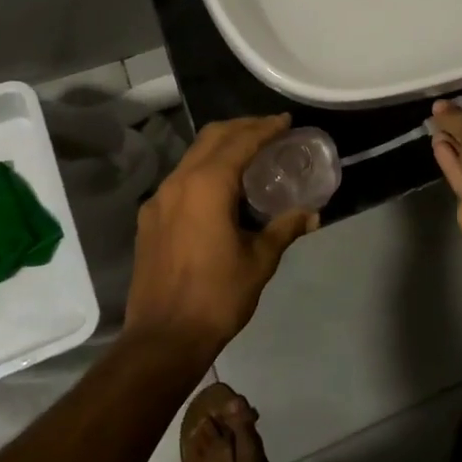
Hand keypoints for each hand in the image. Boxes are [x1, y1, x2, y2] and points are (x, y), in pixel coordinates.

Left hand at [125, 115, 319, 360]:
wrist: (162, 339)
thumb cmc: (217, 296)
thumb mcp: (260, 260)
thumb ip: (285, 229)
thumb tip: (312, 214)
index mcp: (207, 185)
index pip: (240, 141)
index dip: (265, 128)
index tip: (286, 122)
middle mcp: (179, 182)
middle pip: (212, 137)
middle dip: (242, 128)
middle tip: (270, 130)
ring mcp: (159, 200)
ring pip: (193, 156)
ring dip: (222, 147)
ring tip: (249, 155)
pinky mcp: (150, 219)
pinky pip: (181, 179)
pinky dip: (204, 169)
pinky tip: (220, 189)